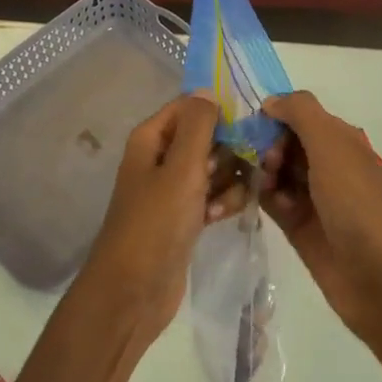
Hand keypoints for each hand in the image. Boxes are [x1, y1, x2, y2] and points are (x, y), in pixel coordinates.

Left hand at [76, 93, 250, 340]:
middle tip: (248, 164)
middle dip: (228, 150)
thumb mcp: (181, 169)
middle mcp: (160, 158)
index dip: (218, 112)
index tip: (248, 125)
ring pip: (213, 168)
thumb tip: (208, 90)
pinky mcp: (183, 217)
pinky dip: (220, 202)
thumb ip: (198, 127)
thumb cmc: (155, 223)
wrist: (133, 291)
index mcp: (151, 139)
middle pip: (206, 137)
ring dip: (228, 180)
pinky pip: (211, 196)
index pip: (189, 107)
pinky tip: (222, 216)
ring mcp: (171, 189)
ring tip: (225, 199)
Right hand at [260, 91, 381, 381]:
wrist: (380, 280)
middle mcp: (326, 163)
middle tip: (264, 164)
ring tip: (261, 186)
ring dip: (260, 171)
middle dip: (264, 145)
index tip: (254, 127)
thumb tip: (270, 101)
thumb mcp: (332, 146)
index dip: (274, 116)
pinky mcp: (297, 225)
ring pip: (273, 170)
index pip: (297, 113)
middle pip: (282, 141)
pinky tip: (257, 201)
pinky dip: (261, 195)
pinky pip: (271, 199)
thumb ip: (300, 113)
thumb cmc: (357, 204)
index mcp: (340, 140)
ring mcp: (311, 196)